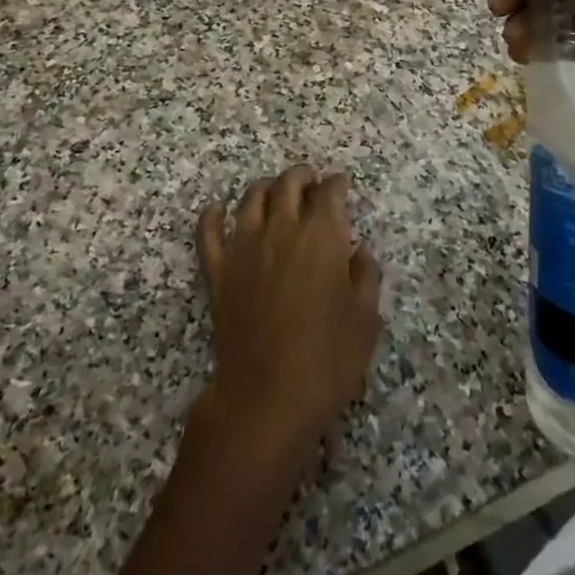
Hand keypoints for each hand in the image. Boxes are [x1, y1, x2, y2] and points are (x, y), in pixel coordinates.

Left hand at [195, 167, 381, 460]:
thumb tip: (359, 252)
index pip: (329, 194)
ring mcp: (244, 247)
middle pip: (288, 184)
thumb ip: (365, 277)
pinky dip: (212, 216)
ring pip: (251, 198)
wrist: (267, 397)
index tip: (341, 184)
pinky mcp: (218, 270)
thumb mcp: (365, 320)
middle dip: (302, 177)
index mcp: (322, 236)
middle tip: (310, 181)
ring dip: (266, 188)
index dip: (337, 184)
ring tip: (274, 192)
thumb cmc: (327, 360)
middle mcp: (282, 228)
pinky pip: (208, 232)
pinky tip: (217, 211)